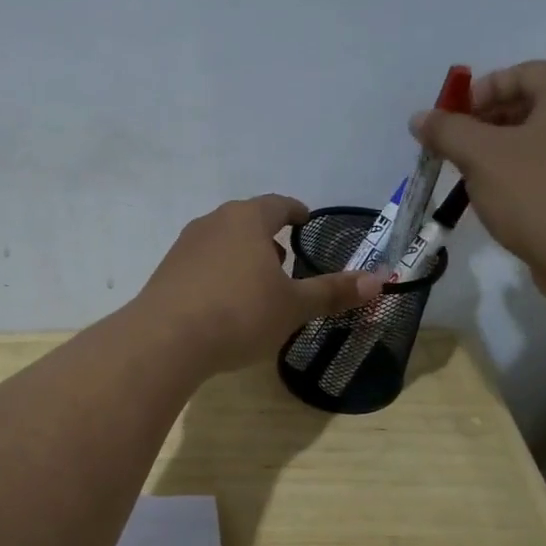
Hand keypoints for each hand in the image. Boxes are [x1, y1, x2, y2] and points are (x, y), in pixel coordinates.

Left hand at [136, 196, 386, 374]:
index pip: (278, 204)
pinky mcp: (166, 271)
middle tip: (284, 262)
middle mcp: (213, 223)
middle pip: (247, 221)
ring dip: (242, 257)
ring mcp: (185, 246)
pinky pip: (201, 264)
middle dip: (268, 238)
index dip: (295, 212)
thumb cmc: (239, 314)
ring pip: (222, 242)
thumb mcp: (293, 306)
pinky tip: (223, 304)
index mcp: (247, 220)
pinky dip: (218, 275)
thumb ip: (333, 292)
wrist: (165, 340)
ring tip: (255, 286)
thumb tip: (380, 280)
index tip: (305, 221)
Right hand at [410, 60, 545, 306]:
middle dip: (486, 125)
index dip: (483, 90)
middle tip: (454, 151)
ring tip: (470, 180)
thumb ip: (448, 132)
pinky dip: (518, 180)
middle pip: (529, 107)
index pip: (523, 73)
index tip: (453, 120)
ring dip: (498, 156)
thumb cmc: (537, 193)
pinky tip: (497, 204)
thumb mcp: (481, 156)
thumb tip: (420, 118)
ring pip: (536, 144)